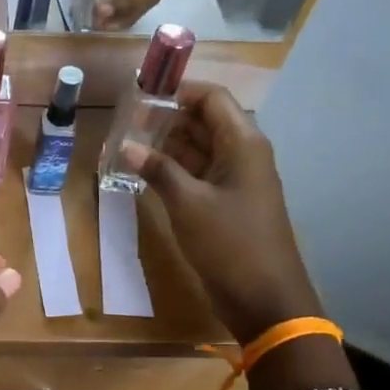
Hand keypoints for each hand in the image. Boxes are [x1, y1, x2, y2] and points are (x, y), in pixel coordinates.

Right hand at [126, 84, 320, 341]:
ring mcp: (235, 180)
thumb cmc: (230, 244)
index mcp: (243, 144)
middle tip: (125, 123)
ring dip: (166, 146)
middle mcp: (242, 154)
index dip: (178, 91)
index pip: (211, 98)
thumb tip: (127, 145)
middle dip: (166, 118)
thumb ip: (158, 170)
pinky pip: (198, 175)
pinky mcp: (225, 204)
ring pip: (198, 149)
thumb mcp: (188, 204)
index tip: (140, 96)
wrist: (264, 298)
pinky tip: (143, 174)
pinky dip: (173, 171)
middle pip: (204, 121)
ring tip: (127, 145)